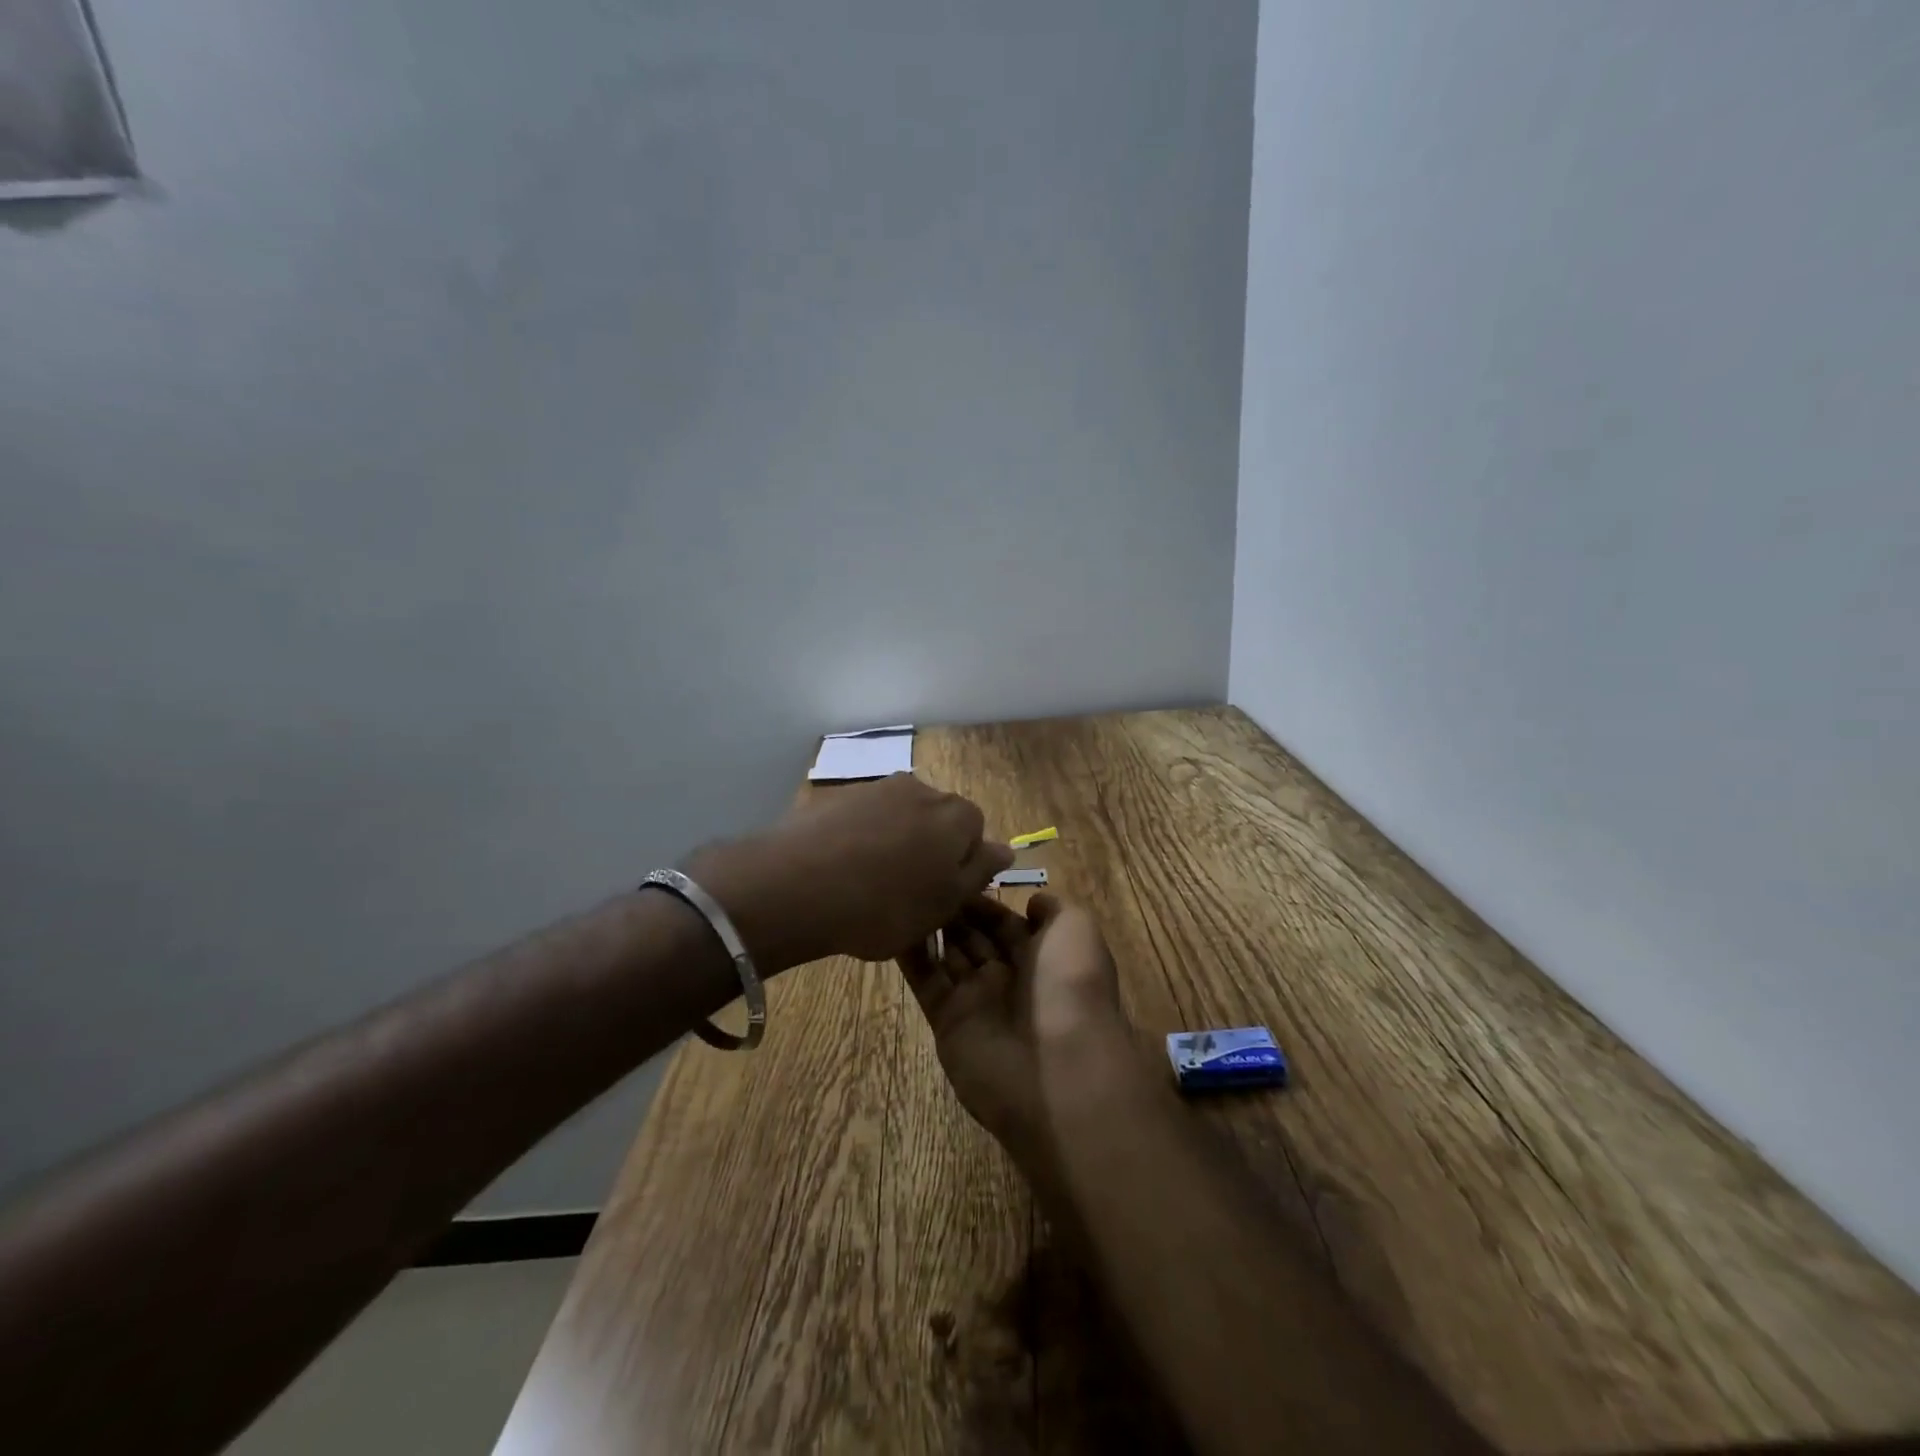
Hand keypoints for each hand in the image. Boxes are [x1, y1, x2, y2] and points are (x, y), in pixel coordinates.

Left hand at [687, 774, 1011, 971]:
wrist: (798, 884)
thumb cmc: (886, 905)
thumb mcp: (944, 903)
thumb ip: (978, 871)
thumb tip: (1005, 848)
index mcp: (956, 816)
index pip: (976, 831)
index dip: (961, 864)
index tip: (941, 894)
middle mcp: (921, 790)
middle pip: (937, 819)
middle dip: (929, 849)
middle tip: (908, 891)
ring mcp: (875, 788)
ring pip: (898, 817)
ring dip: (894, 843)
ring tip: (870, 883)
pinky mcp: (837, 796)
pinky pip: (862, 818)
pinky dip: (860, 839)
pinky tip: (841, 870)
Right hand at [897, 894, 1129, 1159]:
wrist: (1059, 1067)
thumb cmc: (1071, 985)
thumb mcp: (1077, 930)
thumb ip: (1054, 910)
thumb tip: (1031, 902)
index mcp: (1042, 956)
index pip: (1005, 921)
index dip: (982, 898)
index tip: (955, 871)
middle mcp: (1008, 977)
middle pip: (974, 936)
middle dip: (953, 910)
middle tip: (922, 878)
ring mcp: (977, 1000)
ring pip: (948, 955)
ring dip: (929, 926)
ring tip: (901, 891)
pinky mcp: (948, 1022)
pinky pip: (926, 981)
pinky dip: (909, 955)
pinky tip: (888, 924)